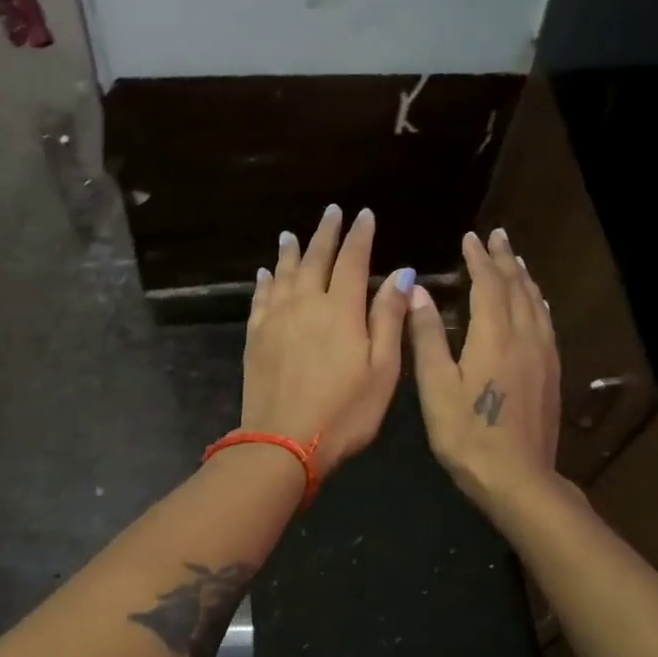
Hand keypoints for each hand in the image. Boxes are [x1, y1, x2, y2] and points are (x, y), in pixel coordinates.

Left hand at [242, 205, 414, 476]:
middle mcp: (305, 304)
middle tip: (332, 212)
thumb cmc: (344, 412)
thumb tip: (402, 274)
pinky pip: (261, 298)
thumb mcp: (382, 370)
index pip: (352, 260)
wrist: (282, 444)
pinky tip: (266, 273)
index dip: (359, 236)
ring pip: (284, 273)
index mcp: (341, 310)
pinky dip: (265, 281)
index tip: (364, 215)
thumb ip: (389, 319)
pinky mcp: (256, 337)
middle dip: (326, 233)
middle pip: (315, 258)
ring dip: (291, 251)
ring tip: (292, 235)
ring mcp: (275, 319)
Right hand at [407, 228, 560, 507]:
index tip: (470, 238)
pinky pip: (546, 322)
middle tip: (497, 236)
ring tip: (515, 260)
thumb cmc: (467, 434)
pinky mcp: (551, 373)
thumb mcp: (436, 386)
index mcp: (494, 336)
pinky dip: (537, 302)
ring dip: (523, 277)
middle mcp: (524, 337)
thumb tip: (418, 290)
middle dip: (504, 259)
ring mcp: (543, 355)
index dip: (478, 259)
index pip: (488, 284)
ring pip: (535, 303)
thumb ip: (428, 336)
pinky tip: (535, 303)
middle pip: (517, 287)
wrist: (518, 478)